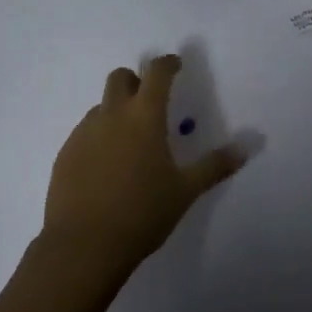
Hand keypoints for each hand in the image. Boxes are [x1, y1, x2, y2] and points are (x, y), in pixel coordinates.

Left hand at [43, 54, 245, 276]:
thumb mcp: (185, 191)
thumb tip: (246, 148)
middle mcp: (112, 114)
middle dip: (135, 81)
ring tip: (128, 143)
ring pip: (101, 106)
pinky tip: (105, 167)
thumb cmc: (141, 213)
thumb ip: (215, 166)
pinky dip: (98, 138)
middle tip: (149, 102)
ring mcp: (84, 133)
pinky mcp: (65, 154)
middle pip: (120, 78)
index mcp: (144, 115)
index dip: (167, 64)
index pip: (157, 72)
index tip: (175, 66)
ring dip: (116, 112)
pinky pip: (84, 133)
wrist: (82, 247)